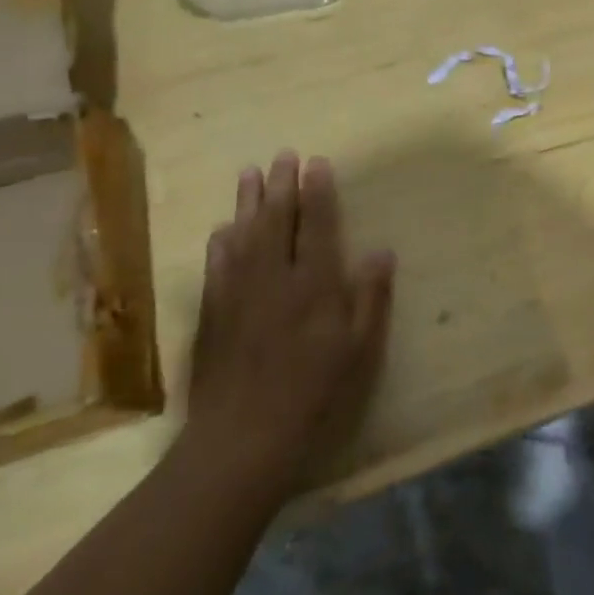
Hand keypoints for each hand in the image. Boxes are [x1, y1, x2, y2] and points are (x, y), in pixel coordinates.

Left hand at [183, 151, 394, 489]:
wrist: (242, 439)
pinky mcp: (212, 314)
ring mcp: (237, 294)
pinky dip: (221, 243)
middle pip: (276, 220)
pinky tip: (221, 230)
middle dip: (281, 185)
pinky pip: (216, 267)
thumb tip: (381, 252)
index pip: (315, 225)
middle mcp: (274, 278)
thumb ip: (370, 298)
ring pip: (243, 235)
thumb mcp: (358, 351)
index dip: (317, 191)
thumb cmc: (313, 395)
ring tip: (249, 173)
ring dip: (247, 202)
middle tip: (282, 155)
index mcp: (313, 285)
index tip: (316, 162)